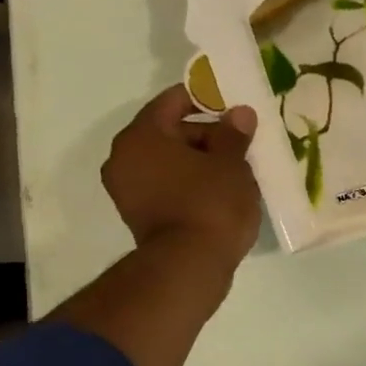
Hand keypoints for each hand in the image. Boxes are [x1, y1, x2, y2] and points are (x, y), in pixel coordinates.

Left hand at [101, 88, 263, 274]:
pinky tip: (220, 194)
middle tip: (241, 144)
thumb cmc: (210, 204)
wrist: (189, 265)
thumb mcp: (231, 164)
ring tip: (236, 172)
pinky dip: (191, 184)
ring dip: (200, 163)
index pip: (172, 102)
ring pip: (169, 163)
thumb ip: (233, 134)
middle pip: (169, 133)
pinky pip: (168, 187)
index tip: (232, 105)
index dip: (204, 99)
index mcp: (141, 136)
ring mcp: (128, 190)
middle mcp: (124, 158)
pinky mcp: (139, 216)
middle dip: (206, 136)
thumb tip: (240, 113)